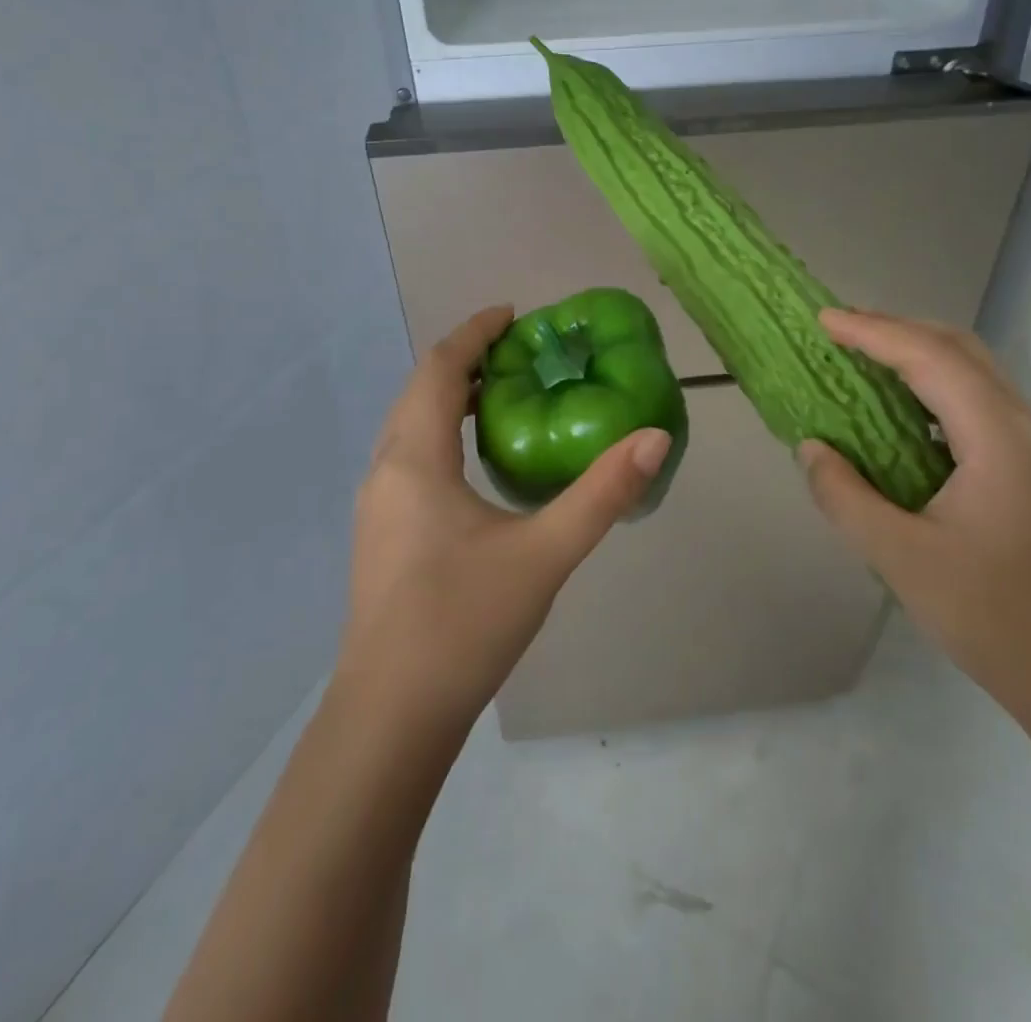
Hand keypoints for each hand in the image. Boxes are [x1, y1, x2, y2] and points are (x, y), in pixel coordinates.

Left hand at [340, 305, 672, 724]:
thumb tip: (654, 438)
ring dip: (448, 398)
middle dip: (463, 361)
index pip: (438, 369)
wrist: (391, 717)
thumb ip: (602, 494)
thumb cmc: (463, 623)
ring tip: (501, 397)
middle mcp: (385, 470)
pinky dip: (440, 434)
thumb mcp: (544, 554)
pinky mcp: (380, 535)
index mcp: (414, 459)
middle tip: (519, 354)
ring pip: (409, 427)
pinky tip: (475, 464)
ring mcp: (376, 506)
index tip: (513, 315)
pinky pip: (408, 457)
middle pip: (419, 391)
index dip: (473, 333)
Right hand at [798, 309, 1030, 746]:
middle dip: (898, 330)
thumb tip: (811, 448)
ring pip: (975, 375)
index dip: (874, 332)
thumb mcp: (900, 558)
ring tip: (865, 359)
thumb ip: (845, 496)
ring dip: (919, 356)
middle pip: (961, 350)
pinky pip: (980, 406)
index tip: (823, 319)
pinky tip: (903, 415)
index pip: (931, 359)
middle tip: (841, 331)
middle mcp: (1024, 430)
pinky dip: (935, 389)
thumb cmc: (994, 619)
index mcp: (998, 440)